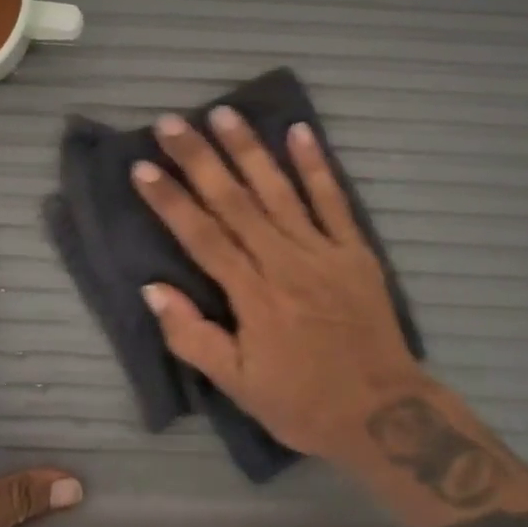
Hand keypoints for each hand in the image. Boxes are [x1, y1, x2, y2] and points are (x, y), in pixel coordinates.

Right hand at [131, 108, 426, 460]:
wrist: (384, 413)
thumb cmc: (302, 403)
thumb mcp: (237, 385)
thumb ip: (192, 337)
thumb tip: (153, 289)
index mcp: (253, 296)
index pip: (202, 236)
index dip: (170, 200)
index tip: (143, 167)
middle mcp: (284, 262)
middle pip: (235, 202)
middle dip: (200, 159)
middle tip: (172, 122)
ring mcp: (323, 252)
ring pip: (280, 191)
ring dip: (250, 150)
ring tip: (224, 113)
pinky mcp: (355, 251)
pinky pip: (334, 201)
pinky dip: (317, 166)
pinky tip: (300, 131)